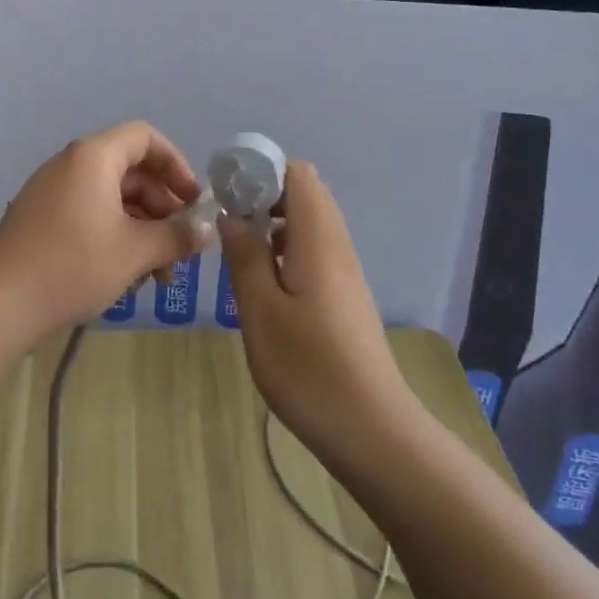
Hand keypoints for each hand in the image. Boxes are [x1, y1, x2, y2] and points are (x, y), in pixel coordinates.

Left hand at [0, 120, 211, 345]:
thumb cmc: (72, 265)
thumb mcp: (135, 252)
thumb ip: (177, 236)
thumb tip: (208, 229)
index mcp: (94, 157)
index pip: (145, 138)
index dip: (176, 164)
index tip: (193, 201)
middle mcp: (71, 165)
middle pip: (131, 172)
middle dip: (163, 208)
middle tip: (182, 247)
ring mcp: (52, 193)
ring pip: (112, 200)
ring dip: (142, 231)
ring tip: (159, 276)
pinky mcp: (41, 221)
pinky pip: (90, 216)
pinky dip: (115, 238)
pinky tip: (127, 278)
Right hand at [219, 161, 416, 453]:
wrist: (372, 430)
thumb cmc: (309, 369)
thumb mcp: (261, 312)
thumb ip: (246, 256)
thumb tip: (232, 214)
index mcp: (319, 239)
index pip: (299, 174)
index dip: (262, 169)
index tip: (226, 187)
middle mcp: (337, 246)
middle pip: (305, 194)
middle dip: (263, 195)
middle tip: (226, 220)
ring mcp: (345, 273)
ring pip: (309, 225)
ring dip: (273, 224)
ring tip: (237, 249)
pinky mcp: (345, 297)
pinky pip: (314, 251)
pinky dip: (285, 250)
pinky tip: (263, 283)